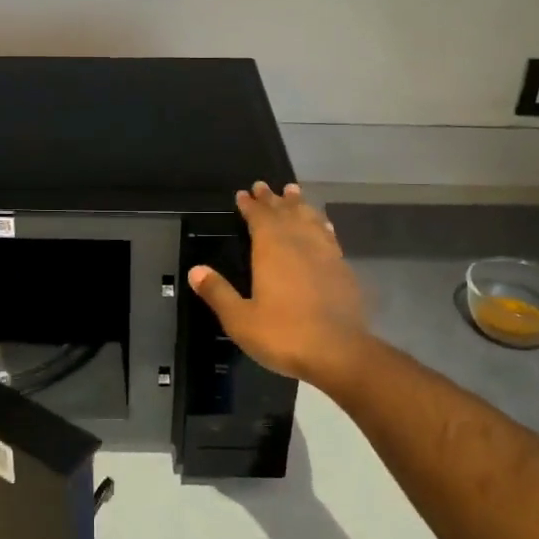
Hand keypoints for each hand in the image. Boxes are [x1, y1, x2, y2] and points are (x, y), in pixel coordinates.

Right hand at [188, 182, 370, 388]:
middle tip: (263, 186)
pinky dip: (321, 224)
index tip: (243, 194)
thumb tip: (195, 270)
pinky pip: (328, 235)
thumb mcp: (240, 319)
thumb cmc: (283, 334)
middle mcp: (299, 243)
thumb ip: (218, 292)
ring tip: (293, 192)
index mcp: (271, 249)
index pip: (258, 217)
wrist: (339, 353)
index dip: (250, 205)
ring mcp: (325, 253)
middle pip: (284, 213)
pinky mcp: (343, 268)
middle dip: (272, 199)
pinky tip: (322, 225)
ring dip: (299, 204)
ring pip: (309, 219)